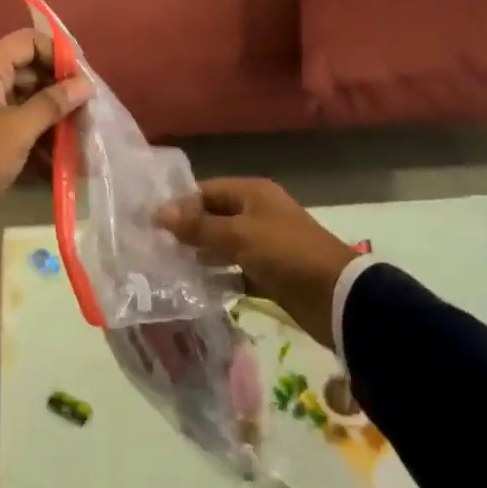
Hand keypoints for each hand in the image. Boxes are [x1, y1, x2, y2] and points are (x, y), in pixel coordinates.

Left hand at [0, 30, 92, 227]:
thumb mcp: (18, 130)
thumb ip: (53, 103)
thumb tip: (85, 84)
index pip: (29, 42)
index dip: (59, 54)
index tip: (83, 80)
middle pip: (31, 70)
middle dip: (61, 90)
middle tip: (88, 111)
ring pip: (28, 98)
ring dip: (54, 115)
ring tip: (81, 136)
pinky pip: (20, 121)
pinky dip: (40, 134)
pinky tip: (63, 156)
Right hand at [156, 178, 357, 350]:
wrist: (337, 297)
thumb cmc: (285, 253)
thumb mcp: (239, 236)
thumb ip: (199, 226)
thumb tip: (159, 213)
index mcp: (252, 193)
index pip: (205, 191)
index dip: (179, 205)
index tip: (150, 223)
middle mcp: (257, 213)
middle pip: (213, 217)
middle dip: (186, 232)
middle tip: (153, 248)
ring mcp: (263, 244)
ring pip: (222, 245)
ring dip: (199, 255)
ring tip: (167, 269)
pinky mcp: (268, 273)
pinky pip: (235, 270)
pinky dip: (218, 277)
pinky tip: (194, 288)